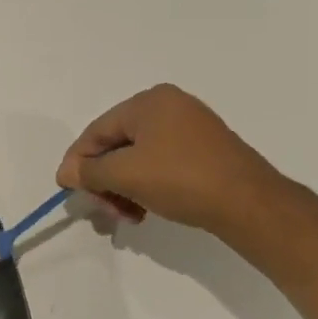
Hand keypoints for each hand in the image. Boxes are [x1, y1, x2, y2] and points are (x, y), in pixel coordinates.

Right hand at [55, 84, 283, 235]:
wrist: (250, 205)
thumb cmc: (181, 180)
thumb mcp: (125, 174)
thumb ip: (89, 171)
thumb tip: (66, 173)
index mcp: (149, 102)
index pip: (97, 131)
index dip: (78, 162)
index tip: (69, 191)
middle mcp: (170, 107)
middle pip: (117, 145)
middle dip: (105, 180)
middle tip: (104, 210)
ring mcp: (191, 128)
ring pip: (138, 158)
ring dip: (124, 188)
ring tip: (127, 216)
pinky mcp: (205, 151)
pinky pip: (160, 164)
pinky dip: (146, 186)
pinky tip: (145, 209)